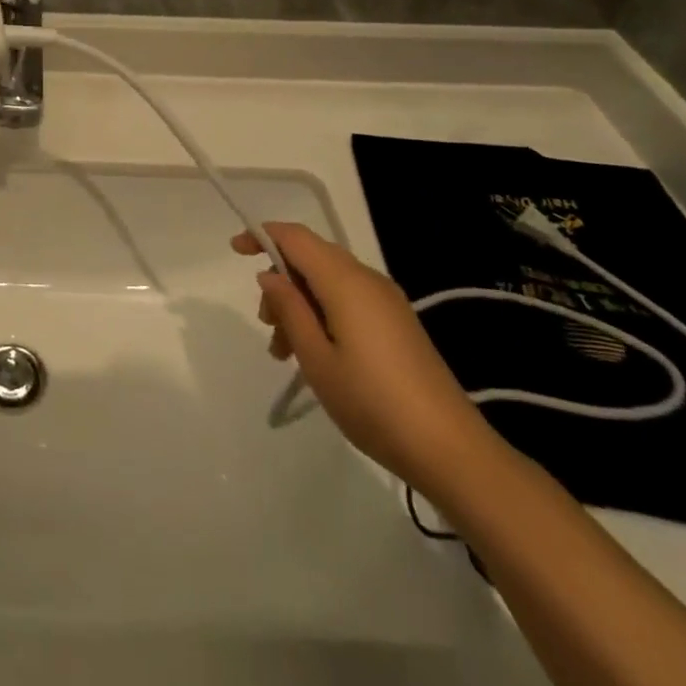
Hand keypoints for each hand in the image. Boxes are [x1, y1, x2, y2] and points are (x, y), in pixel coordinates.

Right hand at [233, 223, 497, 494]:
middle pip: (311, 258)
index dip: (263, 236)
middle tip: (266, 325)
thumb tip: (271, 275)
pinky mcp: (397, 323)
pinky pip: (348, 300)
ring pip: (328, 282)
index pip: (296, 237)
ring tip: (285, 351)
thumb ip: (290, 309)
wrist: (450, 450)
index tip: (235, 251)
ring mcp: (386, 302)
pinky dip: (322, 314)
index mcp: (345, 281)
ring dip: (300, 304)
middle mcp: (367, 280)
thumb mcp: (316, 358)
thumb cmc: (372, 402)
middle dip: (280, 282)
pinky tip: (315, 354)